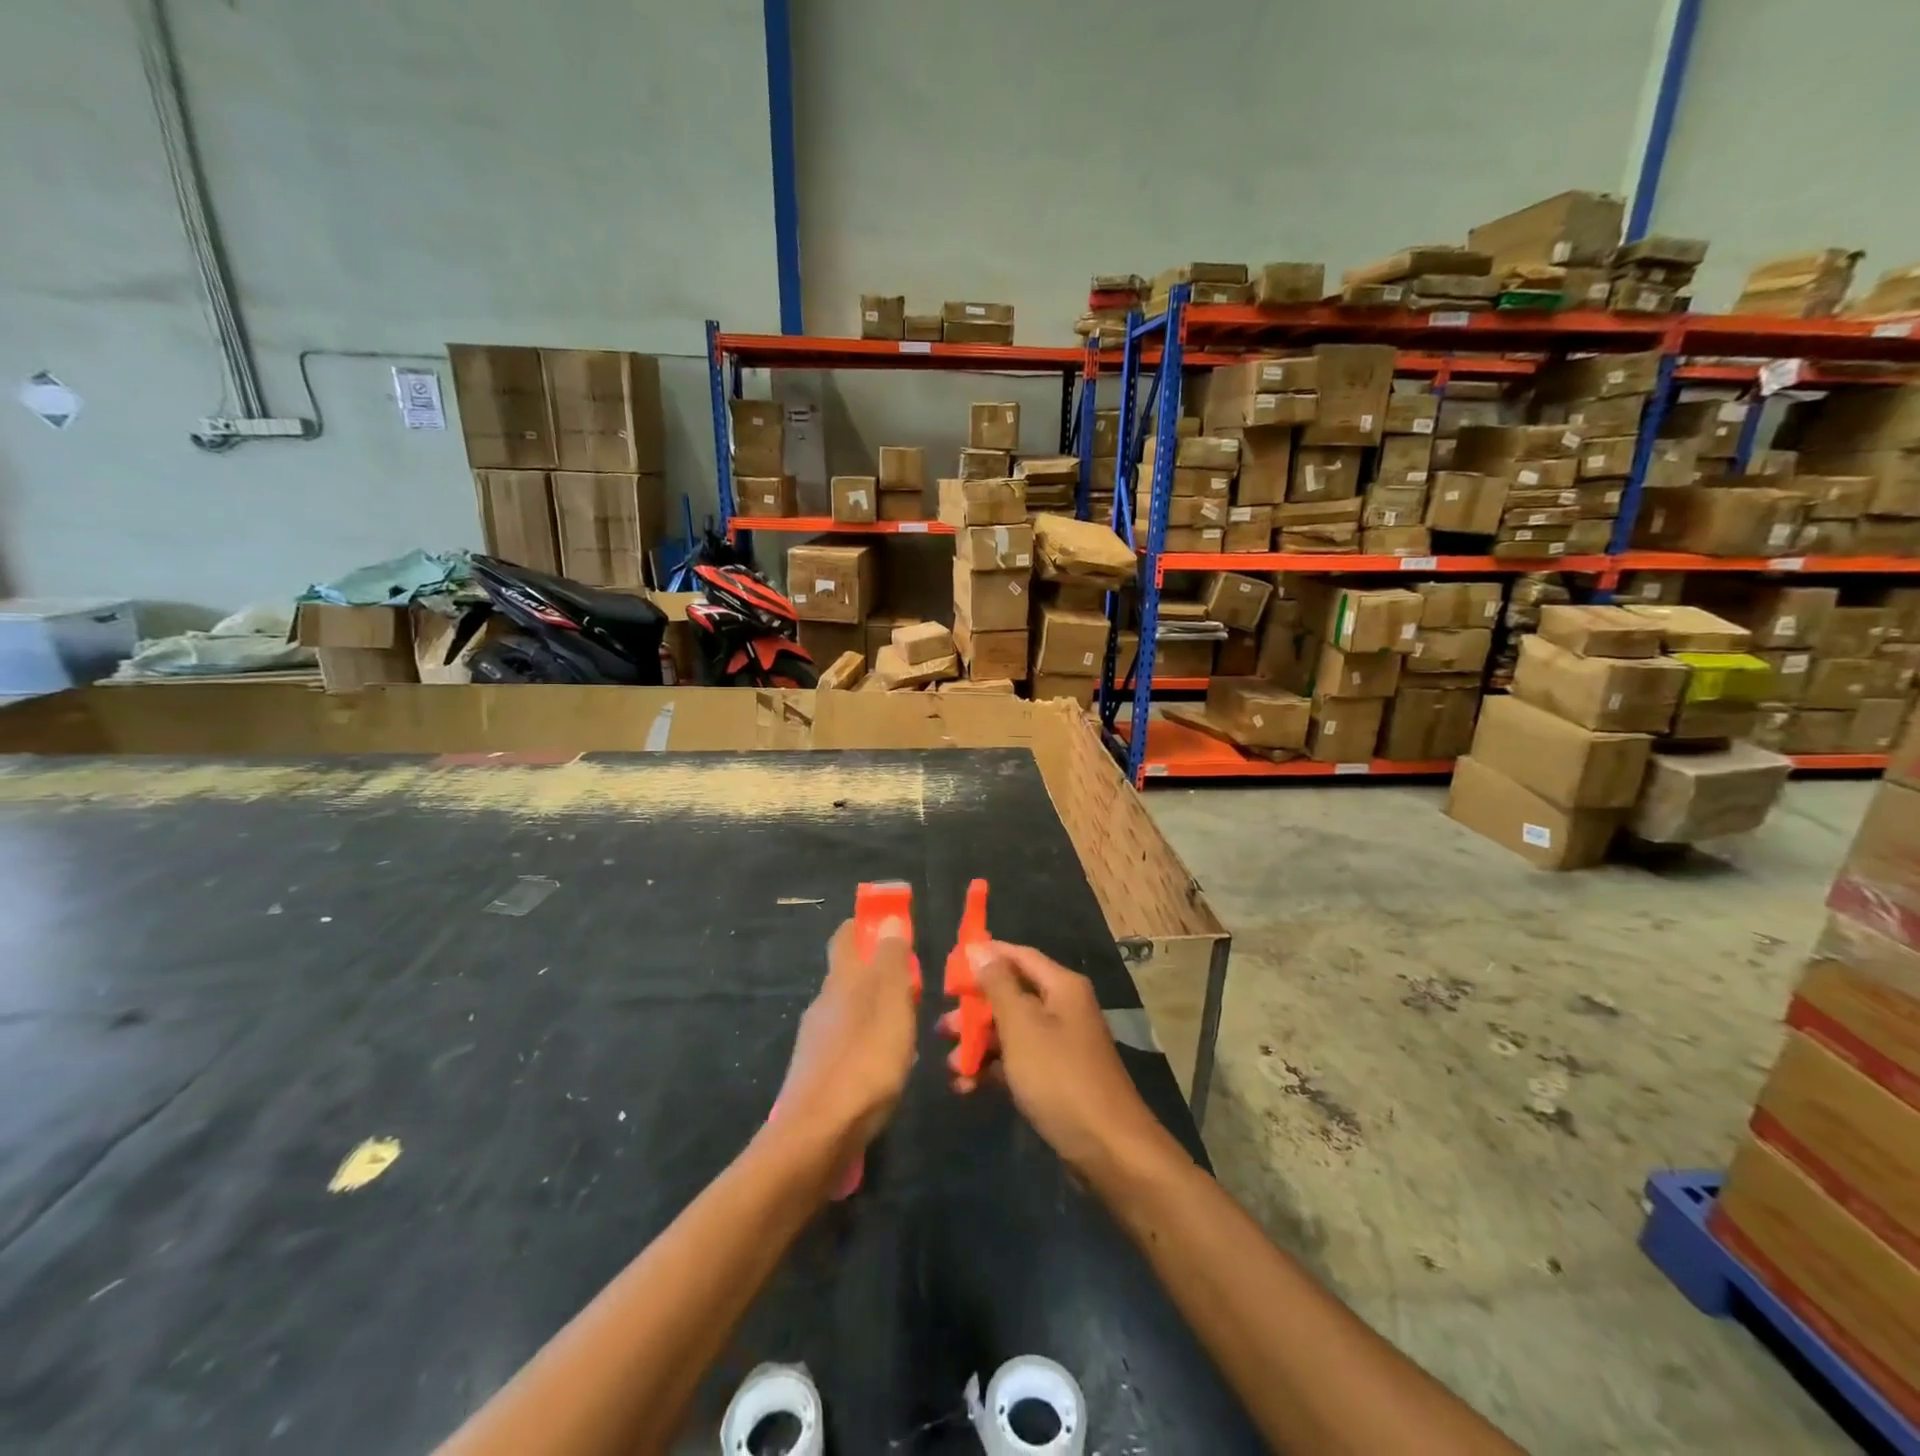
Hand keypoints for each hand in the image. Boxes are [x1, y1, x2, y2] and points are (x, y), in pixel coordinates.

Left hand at [773, 917, 917, 1162]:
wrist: (817, 1135)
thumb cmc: (865, 1060)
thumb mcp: (891, 1003)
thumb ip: (892, 961)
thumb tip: (888, 920)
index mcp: (841, 980)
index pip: (846, 937)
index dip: (865, 926)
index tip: (889, 925)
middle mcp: (823, 1003)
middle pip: (848, 974)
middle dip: (877, 972)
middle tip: (912, 984)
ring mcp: (815, 1040)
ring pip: (849, 1011)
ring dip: (874, 1010)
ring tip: (907, 1027)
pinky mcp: (815, 1073)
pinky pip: (846, 1043)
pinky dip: (867, 1042)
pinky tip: (885, 1064)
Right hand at [941, 941, 1171, 1179]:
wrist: (1108, 1149)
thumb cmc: (1060, 1077)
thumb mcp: (1022, 1026)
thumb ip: (997, 985)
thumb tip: (979, 949)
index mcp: (1061, 987)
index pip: (1017, 956)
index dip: (984, 958)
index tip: (947, 970)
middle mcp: (1063, 1008)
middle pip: (1011, 996)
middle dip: (974, 1011)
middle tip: (943, 1028)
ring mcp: (1060, 1045)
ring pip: (1010, 1032)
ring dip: (978, 1045)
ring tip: (952, 1066)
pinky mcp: (1055, 1078)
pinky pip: (1017, 1062)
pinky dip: (992, 1070)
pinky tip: (966, 1087)